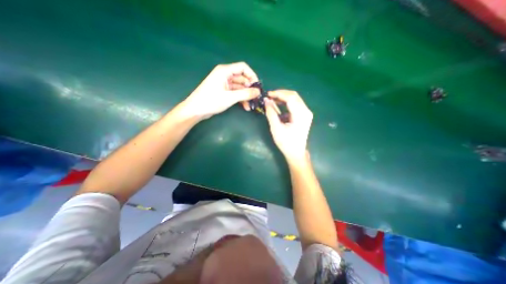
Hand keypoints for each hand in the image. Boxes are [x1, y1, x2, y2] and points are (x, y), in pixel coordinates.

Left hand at [178, 62, 258, 118]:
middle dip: (250, 88)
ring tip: (252, 105)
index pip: (243, 67)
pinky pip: (235, 93)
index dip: (252, 75)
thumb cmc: (211, 101)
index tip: (257, 86)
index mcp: (225, 71)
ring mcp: (224, 84)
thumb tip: (258, 92)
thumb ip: (245, 94)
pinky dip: (241, 99)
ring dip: (246, 96)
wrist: (196, 110)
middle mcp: (225, 75)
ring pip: (240, 87)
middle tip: (256, 98)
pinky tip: (245, 107)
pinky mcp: (224, 92)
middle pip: (242, 78)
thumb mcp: (230, 97)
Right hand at [265, 90, 312, 162]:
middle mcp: (306, 111)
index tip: (268, 94)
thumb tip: (266, 100)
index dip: (278, 93)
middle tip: (269, 97)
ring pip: (295, 99)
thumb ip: (271, 113)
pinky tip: (279, 107)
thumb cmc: (286, 143)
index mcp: (300, 115)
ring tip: (272, 101)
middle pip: (294, 96)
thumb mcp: (276, 128)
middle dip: (281, 94)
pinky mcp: (304, 115)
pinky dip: (286, 103)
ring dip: (283, 98)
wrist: (296, 153)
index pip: (290, 97)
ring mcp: (306, 113)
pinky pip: (295, 104)